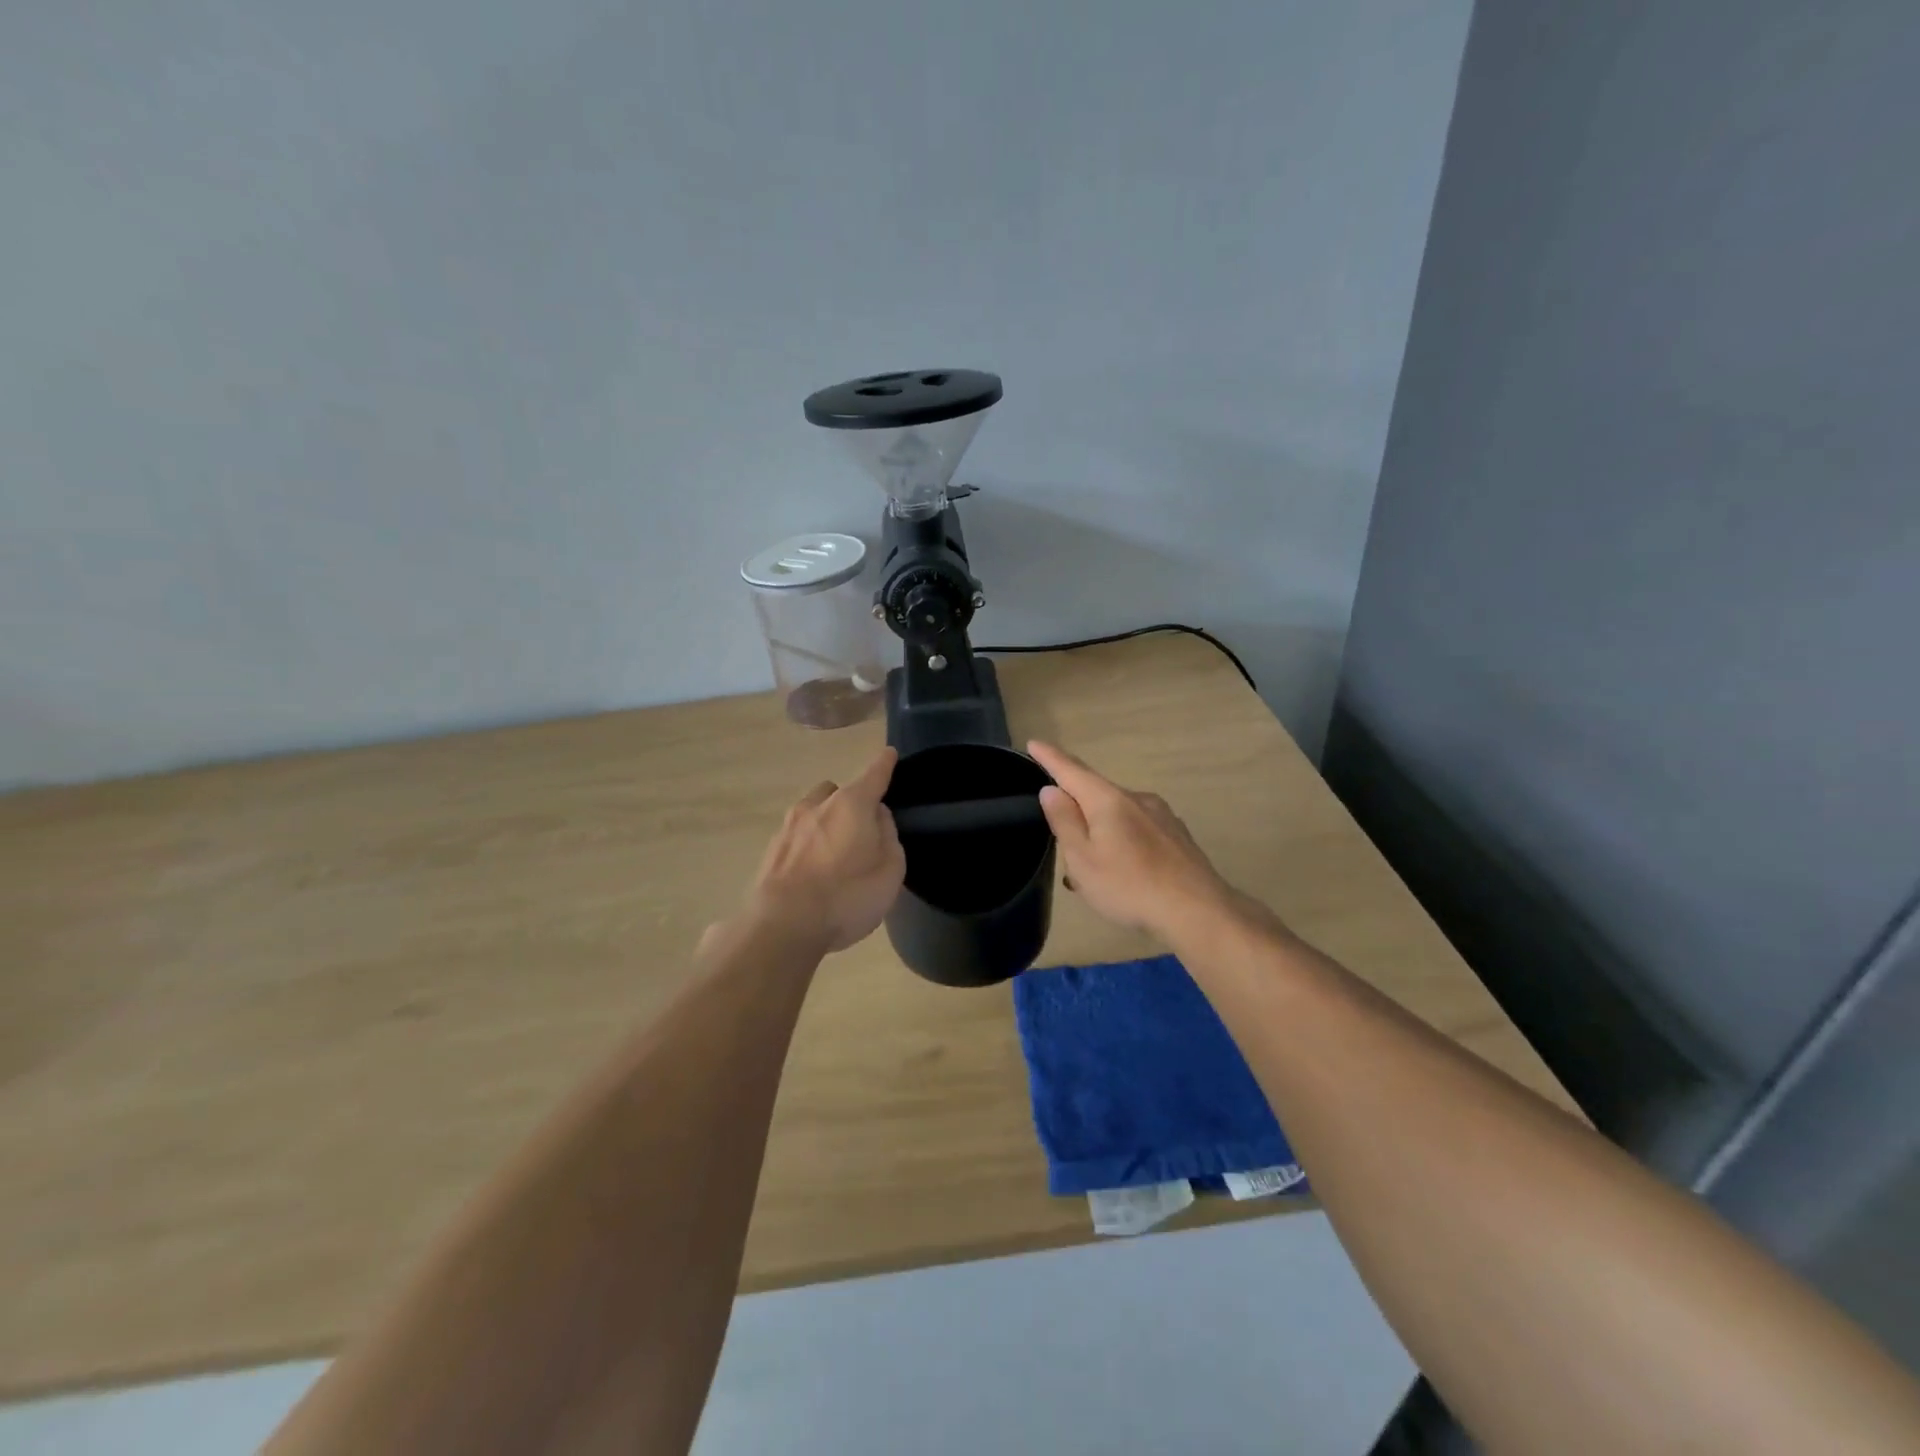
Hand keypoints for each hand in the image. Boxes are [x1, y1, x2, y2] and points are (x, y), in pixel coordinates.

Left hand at [745, 747, 905, 952]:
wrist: (782, 925)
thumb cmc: (847, 896)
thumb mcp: (889, 870)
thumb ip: (888, 837)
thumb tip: (878, 818)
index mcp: (851, 804)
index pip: (873, 775)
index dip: (884, 764)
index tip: (889, 754)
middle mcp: (817, 806)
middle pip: (837, 791)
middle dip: (849, 801)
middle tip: (862, 830)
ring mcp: (788, 827)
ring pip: (812, 812)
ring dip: (825, 824)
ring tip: (834, 855)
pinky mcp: (770, 852)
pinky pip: (796, 838)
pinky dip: (807, 846)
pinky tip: (812, 874)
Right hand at [1028, 740, 1235, 941]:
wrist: (1198, 910)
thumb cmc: (1129, 886)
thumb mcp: (1083, 859)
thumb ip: (1064, 821)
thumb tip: (1051, 789)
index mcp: (1108, 800)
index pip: (1071, 770)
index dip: (1050, 757)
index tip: (1033, 743)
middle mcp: (1136, 798)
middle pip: (1096, 793)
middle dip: (1076, 808)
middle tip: (1061, 839)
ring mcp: (1161, 815)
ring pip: (1118, 815)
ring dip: (1100, 832)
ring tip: (1092, 869)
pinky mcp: (1176, 835)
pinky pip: (1138, 830)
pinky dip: (1122, 843)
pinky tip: (1124, 872)